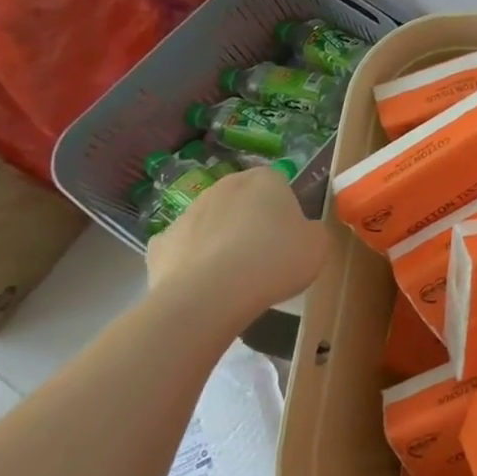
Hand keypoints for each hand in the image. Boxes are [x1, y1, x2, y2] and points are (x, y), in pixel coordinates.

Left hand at [144, 166, 329, 326]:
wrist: (210, 296)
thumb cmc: (275, 260)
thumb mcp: (318, 244)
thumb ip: (311, 230)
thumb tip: (301, 232)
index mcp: (265, 179)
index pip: (279, 185)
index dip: (286, 211)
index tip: (291, 236)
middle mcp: (224, 187)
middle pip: (243, 201)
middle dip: (251, 222)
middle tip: (266, 255)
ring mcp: (186, 214)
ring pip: (211, 224)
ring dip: (221, 241)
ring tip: (235, 278)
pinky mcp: (158, 246)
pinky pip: (183, 250)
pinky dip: (191, 263)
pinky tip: (203, 284)